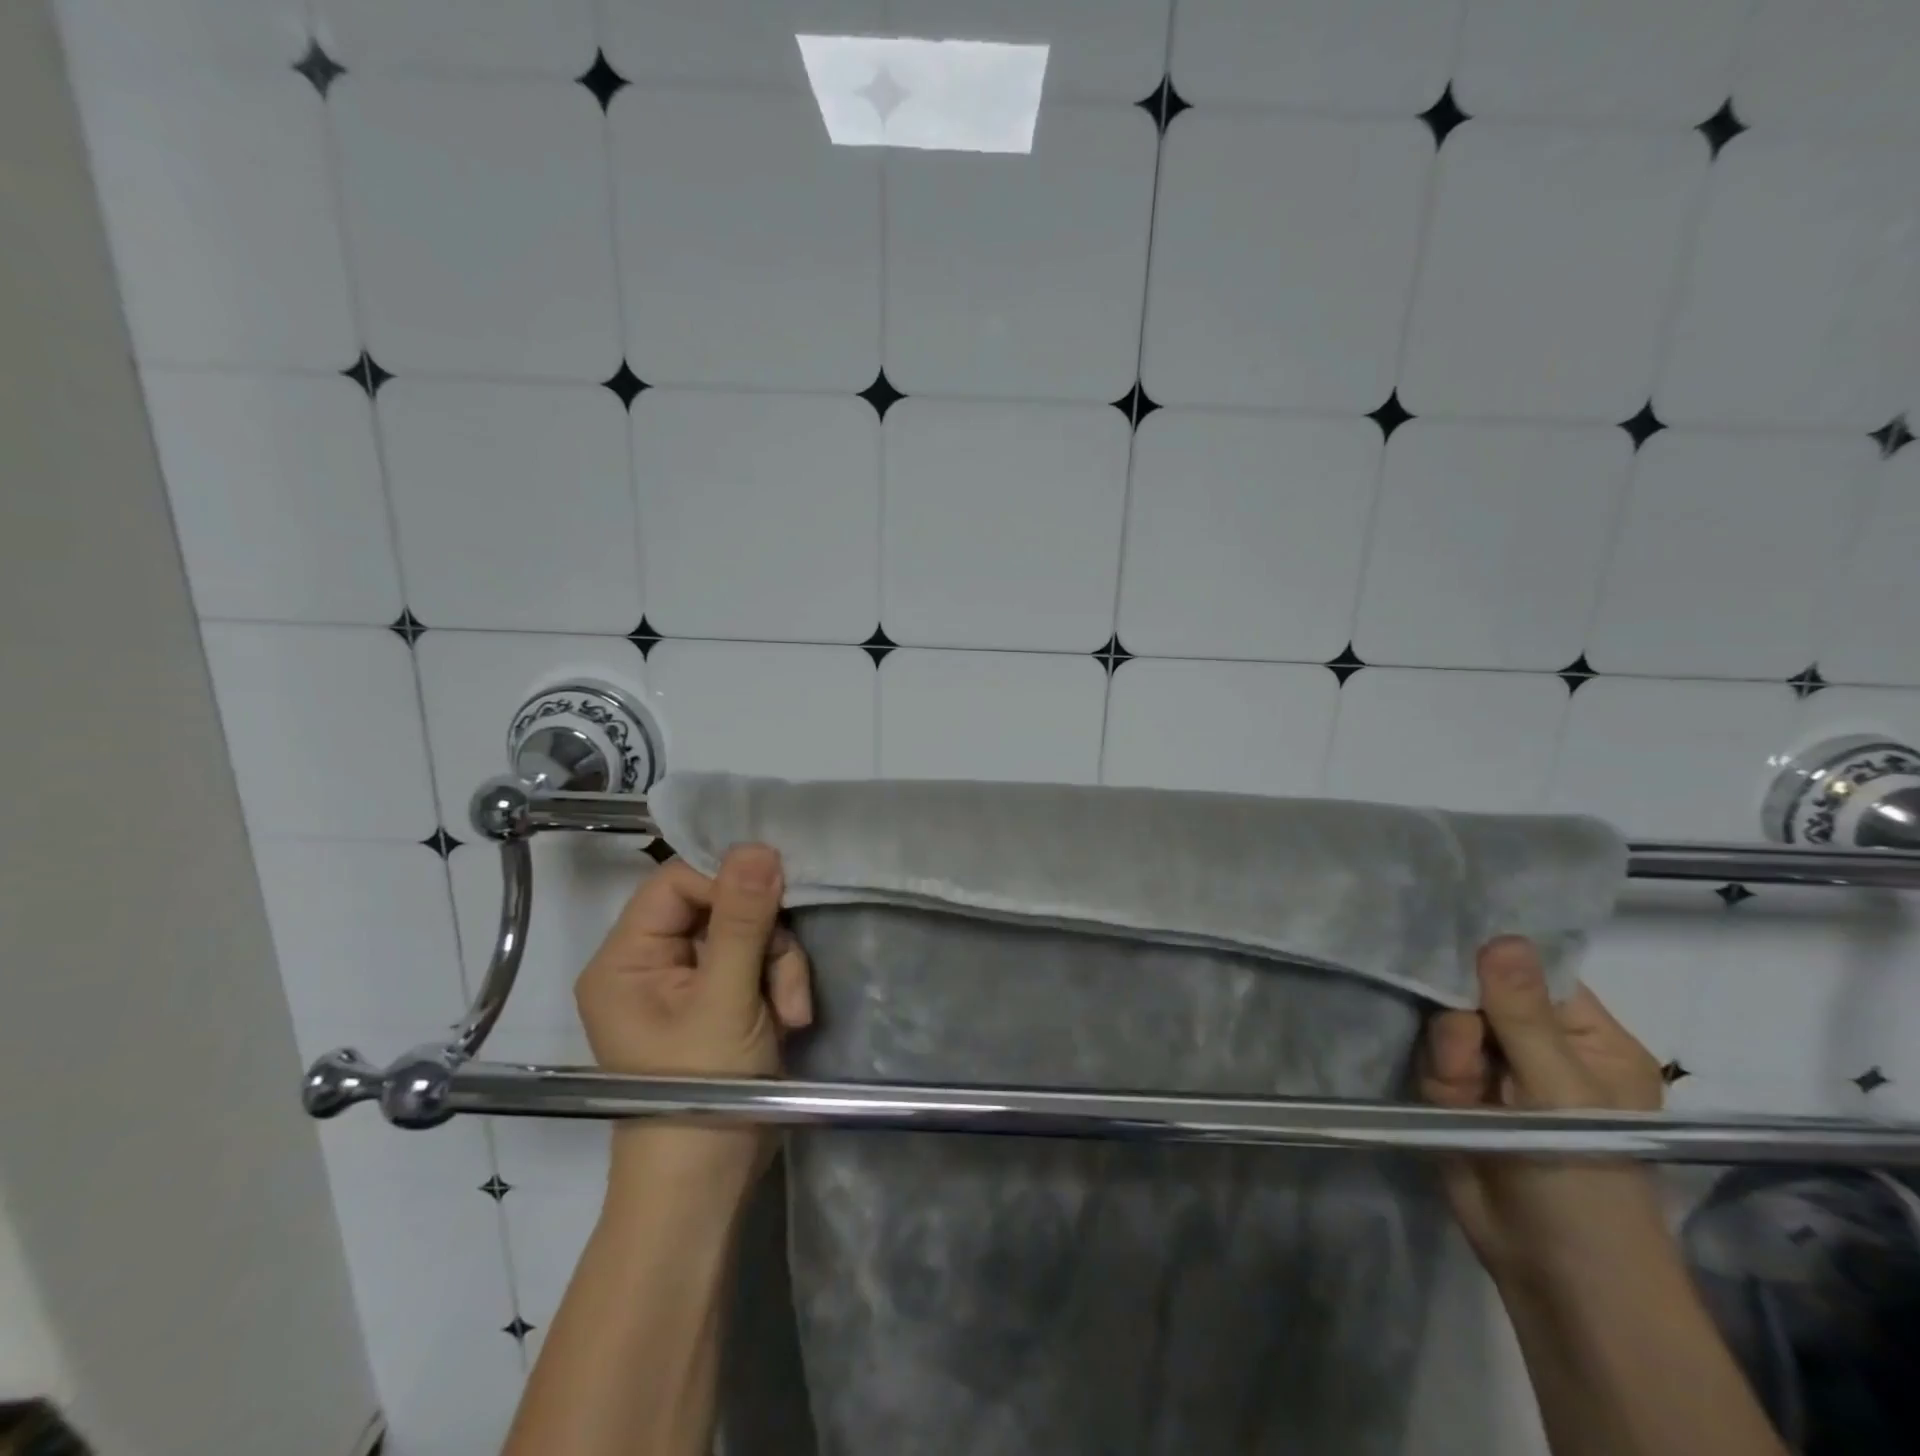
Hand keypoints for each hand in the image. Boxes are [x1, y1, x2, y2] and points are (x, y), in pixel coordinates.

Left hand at [574, 843, 811, 1184]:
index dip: (727, 883)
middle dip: (765, 939)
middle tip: (785, 978)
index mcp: (626, 958)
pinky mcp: (721, 1000)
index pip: (677, 882)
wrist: (708, 1186)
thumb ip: (742, 921)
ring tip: (792, 1011)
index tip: (775, 901)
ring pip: (749, 933)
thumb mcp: (726, 1001)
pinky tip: (792, 1018)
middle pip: (720, 906)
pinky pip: (759, 963)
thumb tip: (757, 847)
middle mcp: (651, 962)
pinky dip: (781, 984)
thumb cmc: (700, 1093)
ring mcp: (689, 983)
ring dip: (781, 965)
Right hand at [1420, 937, 1667, 1288]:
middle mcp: (1540, 1045)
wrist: (1550, 1269)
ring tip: (1464, 1097)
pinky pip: (1429, 1055)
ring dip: (1448, 1056)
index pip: (1534, 972)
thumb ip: (1523, 1015)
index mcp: (1588, 1038)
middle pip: (1479, 993)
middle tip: (1470, 1058)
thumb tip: (1503, 936)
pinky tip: (1449, 1107)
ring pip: (1446, 1023)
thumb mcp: (1560, 1092)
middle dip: (1463, 1021)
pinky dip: (1435, 1077)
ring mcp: (1496, 1069)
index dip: (1495, 961)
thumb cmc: (1584, 1179)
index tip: (1457, 956)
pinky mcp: (1457, 1090)